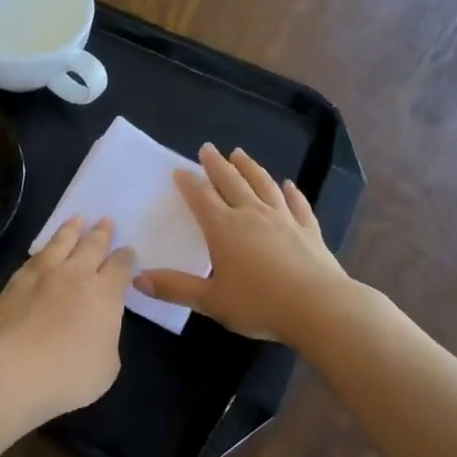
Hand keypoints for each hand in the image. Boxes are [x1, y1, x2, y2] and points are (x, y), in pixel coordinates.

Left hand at [0, 216, 136, 417]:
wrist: (15, 369)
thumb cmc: (70, 373)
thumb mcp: (107, 364)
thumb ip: (106, 337)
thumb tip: (98, 327)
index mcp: (104, 293)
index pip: (120, 267)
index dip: (126, 258)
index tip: (128, 250)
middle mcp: (76, 275)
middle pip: (92, 245)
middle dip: (102, 233)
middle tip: (106, 220)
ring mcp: (43, 275)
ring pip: (60, 243)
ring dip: (71, 230)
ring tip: (77, 219)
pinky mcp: (16, 282)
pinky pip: (34, 258)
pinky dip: (44, 249)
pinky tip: (43, 250)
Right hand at [135, 144, 347, 342]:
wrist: (320, 307)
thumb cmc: (259, 304)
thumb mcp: (211, 300)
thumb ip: (175, 288)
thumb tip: (137, 279)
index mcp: (224, 229)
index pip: (201, 198)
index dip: (189, 183)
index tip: (179, 170)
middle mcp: (252, 215)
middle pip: (231, 182)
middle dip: (217, 165)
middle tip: (208, 148)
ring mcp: (283, 219)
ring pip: (263, 185)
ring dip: (250, 168)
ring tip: (240, 155)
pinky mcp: (309, 230)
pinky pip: (297, 204)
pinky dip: (291, 192)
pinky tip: (289, 184)